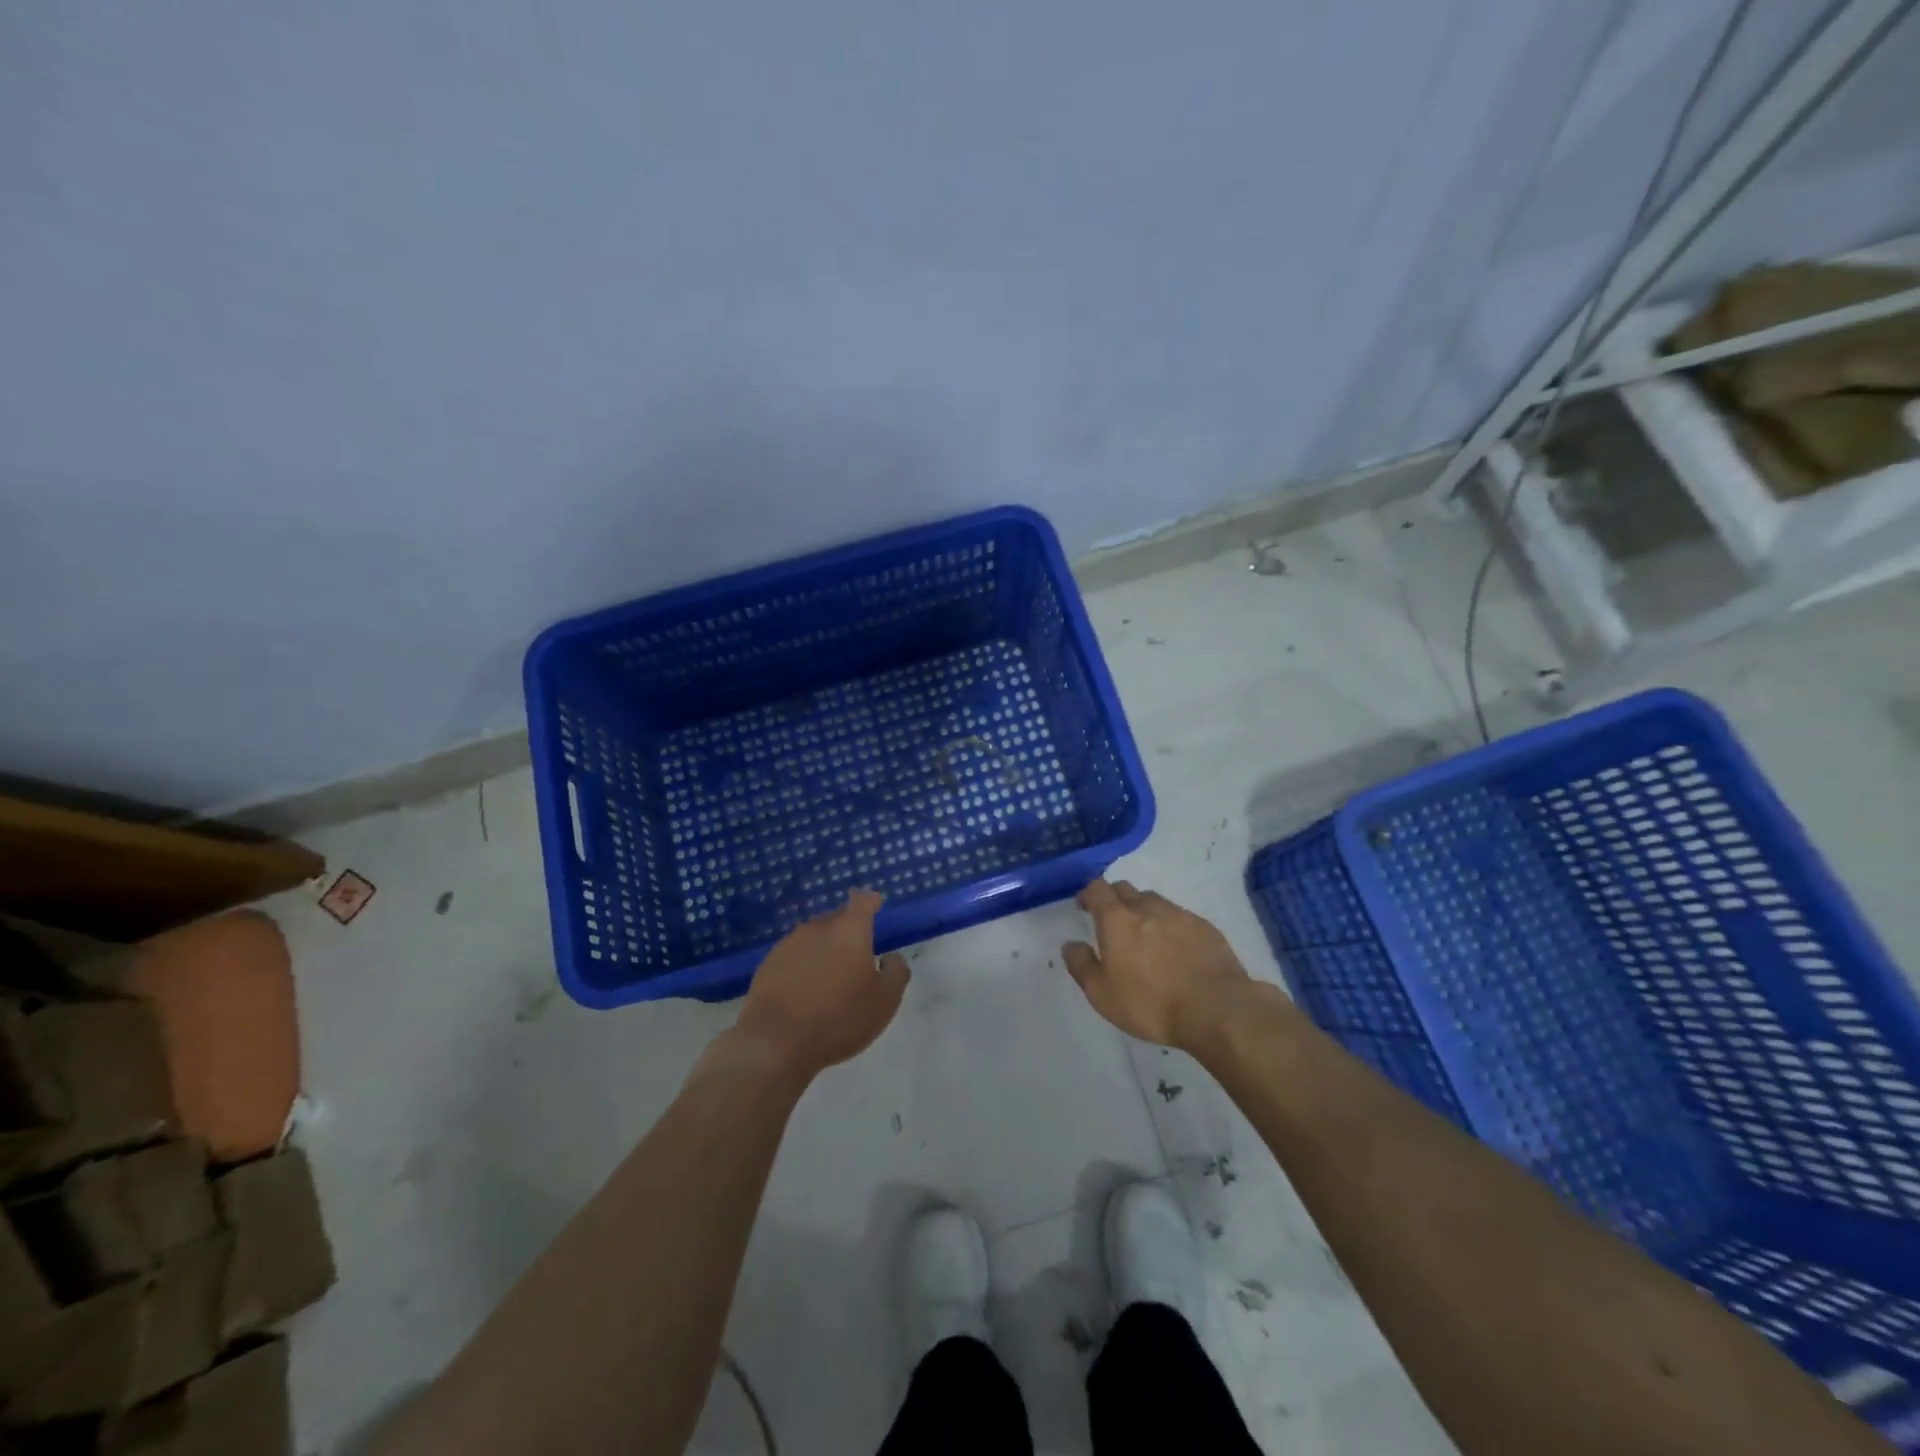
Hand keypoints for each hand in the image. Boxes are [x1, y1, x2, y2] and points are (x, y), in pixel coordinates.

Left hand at [727, 889, 909, 1083]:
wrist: (776, 1042)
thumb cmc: (839, 1018)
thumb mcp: (885, 1001)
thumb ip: (896, 972)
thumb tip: (890, 957)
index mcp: (850, 931)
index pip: (862, 902)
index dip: (870, 900)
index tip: (875, 903)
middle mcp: (818, 928)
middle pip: (836, 919)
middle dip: (847, 930)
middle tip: (856, 953)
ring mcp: (789, 944)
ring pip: (813, 937)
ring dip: (823, 949)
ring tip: (829, 975)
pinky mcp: (767, 964)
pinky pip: (793, 956)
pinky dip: (802, 965)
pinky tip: (804, 989)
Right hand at [1062, 879, 1249, 1049]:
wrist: (1216, 1008)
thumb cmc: (1151, 1004)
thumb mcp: (1102, 994)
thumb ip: (1082, 965)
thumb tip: (1071, 944)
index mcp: (1117, 920)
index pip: (1097, 889)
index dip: (1088, 893)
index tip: (1084, 905)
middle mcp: (1147, 908)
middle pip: (1125, 889)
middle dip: (1114, 898)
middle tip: (1112, 920)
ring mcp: (1179, 915)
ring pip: (1154, 900)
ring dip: (1143, 910)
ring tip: (1145, 933)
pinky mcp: (1205, 927)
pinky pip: (1180, 917)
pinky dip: (1170, 925)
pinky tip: (1175, 947)